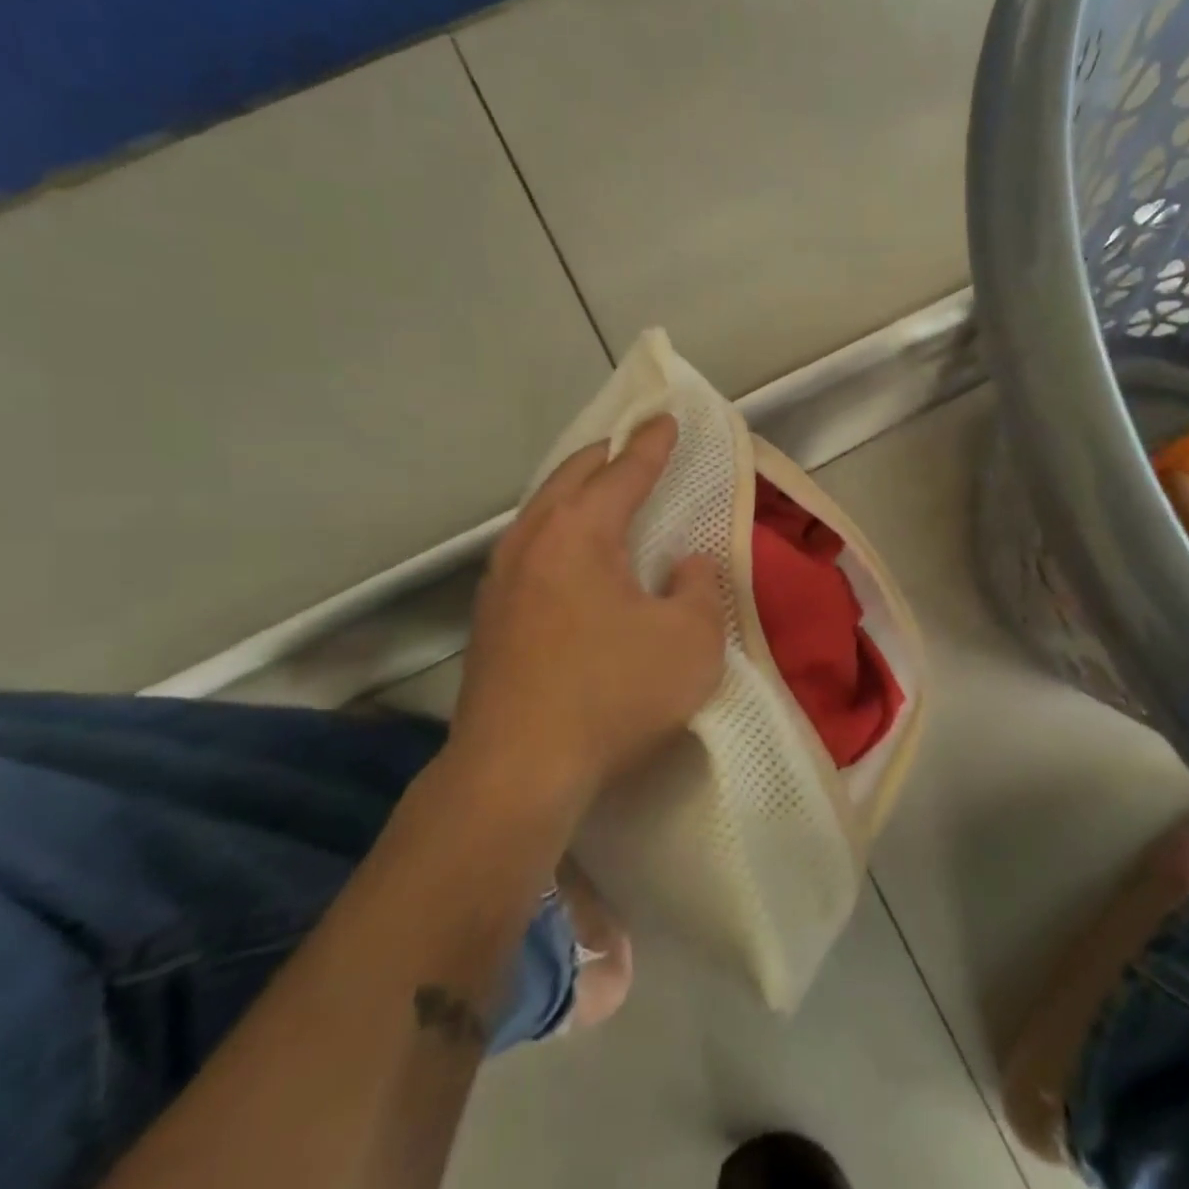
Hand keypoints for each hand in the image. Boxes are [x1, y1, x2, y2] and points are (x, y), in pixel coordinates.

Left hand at [450, 415, 725, 813]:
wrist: (516, 769)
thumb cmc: (614, 693)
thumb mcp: (691, 640)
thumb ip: (699, 588)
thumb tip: (684, 565)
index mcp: (581, 531)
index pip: (623, 471)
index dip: (652, 444)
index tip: (666, 419)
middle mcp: (533, 540)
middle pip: (570, 477)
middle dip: (605, 456)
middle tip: (632, 445)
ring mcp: (501, 578)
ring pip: (541, 511)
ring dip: (574, 492)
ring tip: (600, 491)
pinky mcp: (489, 616)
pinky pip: (529, 547)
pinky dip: (557, 530)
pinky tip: (570, 555)